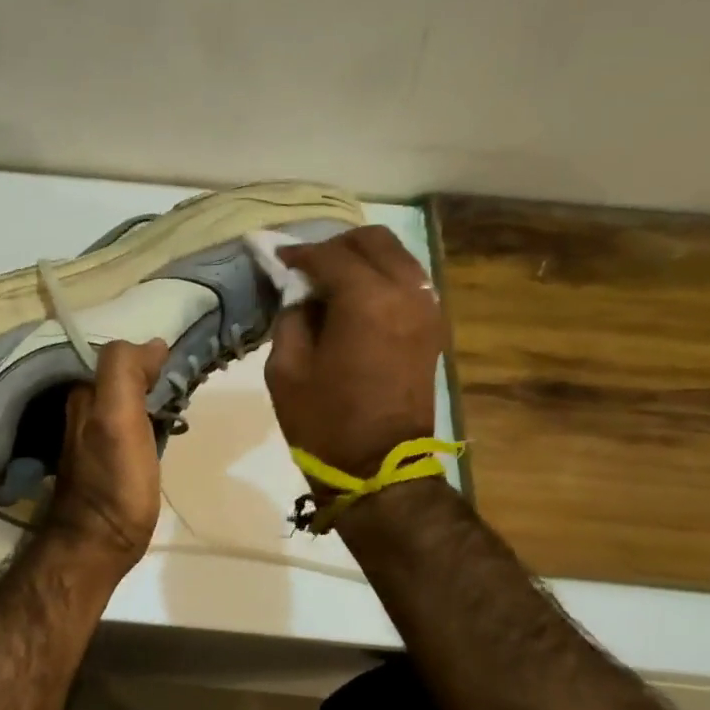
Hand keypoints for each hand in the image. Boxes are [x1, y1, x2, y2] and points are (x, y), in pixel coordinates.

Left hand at [39, 338, 167, 575]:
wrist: (99, 544)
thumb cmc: (114, 481)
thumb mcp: (117, 418)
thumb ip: (125, 372)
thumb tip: (153, 344)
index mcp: (83, 395)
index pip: (117, 355)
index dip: (147, 355)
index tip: (179, 366)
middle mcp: (82, 410)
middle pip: (121, 376)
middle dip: (151, 373)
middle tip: (187, 383)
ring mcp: (93, 436)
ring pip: (126, 399)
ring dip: (152, 395)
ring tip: (182, 402)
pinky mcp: (108, 459)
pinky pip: (130, 423)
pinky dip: (148, 417)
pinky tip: (165, 428)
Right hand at [267, 226, 445, 481]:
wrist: (379, 468)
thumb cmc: (324, 421)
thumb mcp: (286, 368)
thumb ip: (292, 317)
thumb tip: (301, 294)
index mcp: (367, 300)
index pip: (329, 256)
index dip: (299, 254)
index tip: (277, 259)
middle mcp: (405, 292)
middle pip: (373, 241)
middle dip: (335, 247)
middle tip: (306, 268)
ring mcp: (427, 308)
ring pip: (396, 256)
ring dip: (362, 259)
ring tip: (330, 281)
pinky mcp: (433, 327)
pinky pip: (408, 281)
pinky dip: (382, 277)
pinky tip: (356, 299)